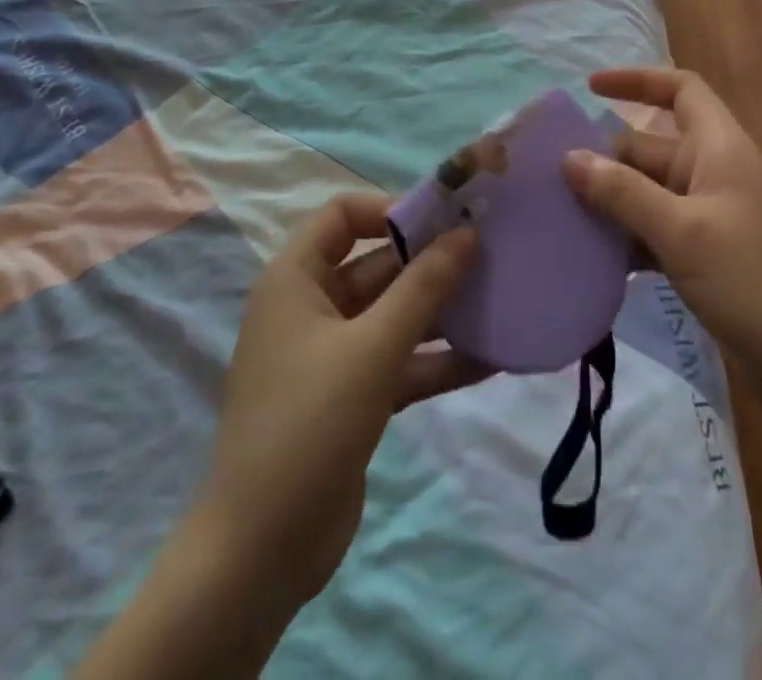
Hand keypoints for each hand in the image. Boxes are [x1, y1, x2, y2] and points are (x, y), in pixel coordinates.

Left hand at [202, 194, 489, 618]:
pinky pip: (402, 361)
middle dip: (432, 261)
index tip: (442, 220)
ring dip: (443, 311)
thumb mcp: (373, 347)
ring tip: (500, 300)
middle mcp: (313, 307)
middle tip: (491, 255)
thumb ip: (424, 286)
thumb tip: (467, 233)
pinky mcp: (354, 397)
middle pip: (378, 264)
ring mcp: (334, 355)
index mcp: (296, 280)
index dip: (390, 209)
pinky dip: (438, 359)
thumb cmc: (310, 424)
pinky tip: (491, 359)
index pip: (342, 215)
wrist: (261, 553)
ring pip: (395, 314)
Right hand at [564, 67, 761, 422]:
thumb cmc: (752, 281)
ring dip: (609, 200)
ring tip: (557, 214)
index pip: (681, 89)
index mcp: (719, 147)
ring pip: (647, 191)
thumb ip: (623, 193)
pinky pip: (653, 229)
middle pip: (650, 146)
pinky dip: (625, 236)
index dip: (637, 80)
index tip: (589, 88)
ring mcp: (708, 214)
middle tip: (548, 176)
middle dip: (604, 156)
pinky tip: (589, 256)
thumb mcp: (682, 232)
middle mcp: (712, 171)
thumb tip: (569, 158)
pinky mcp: (703, 253)